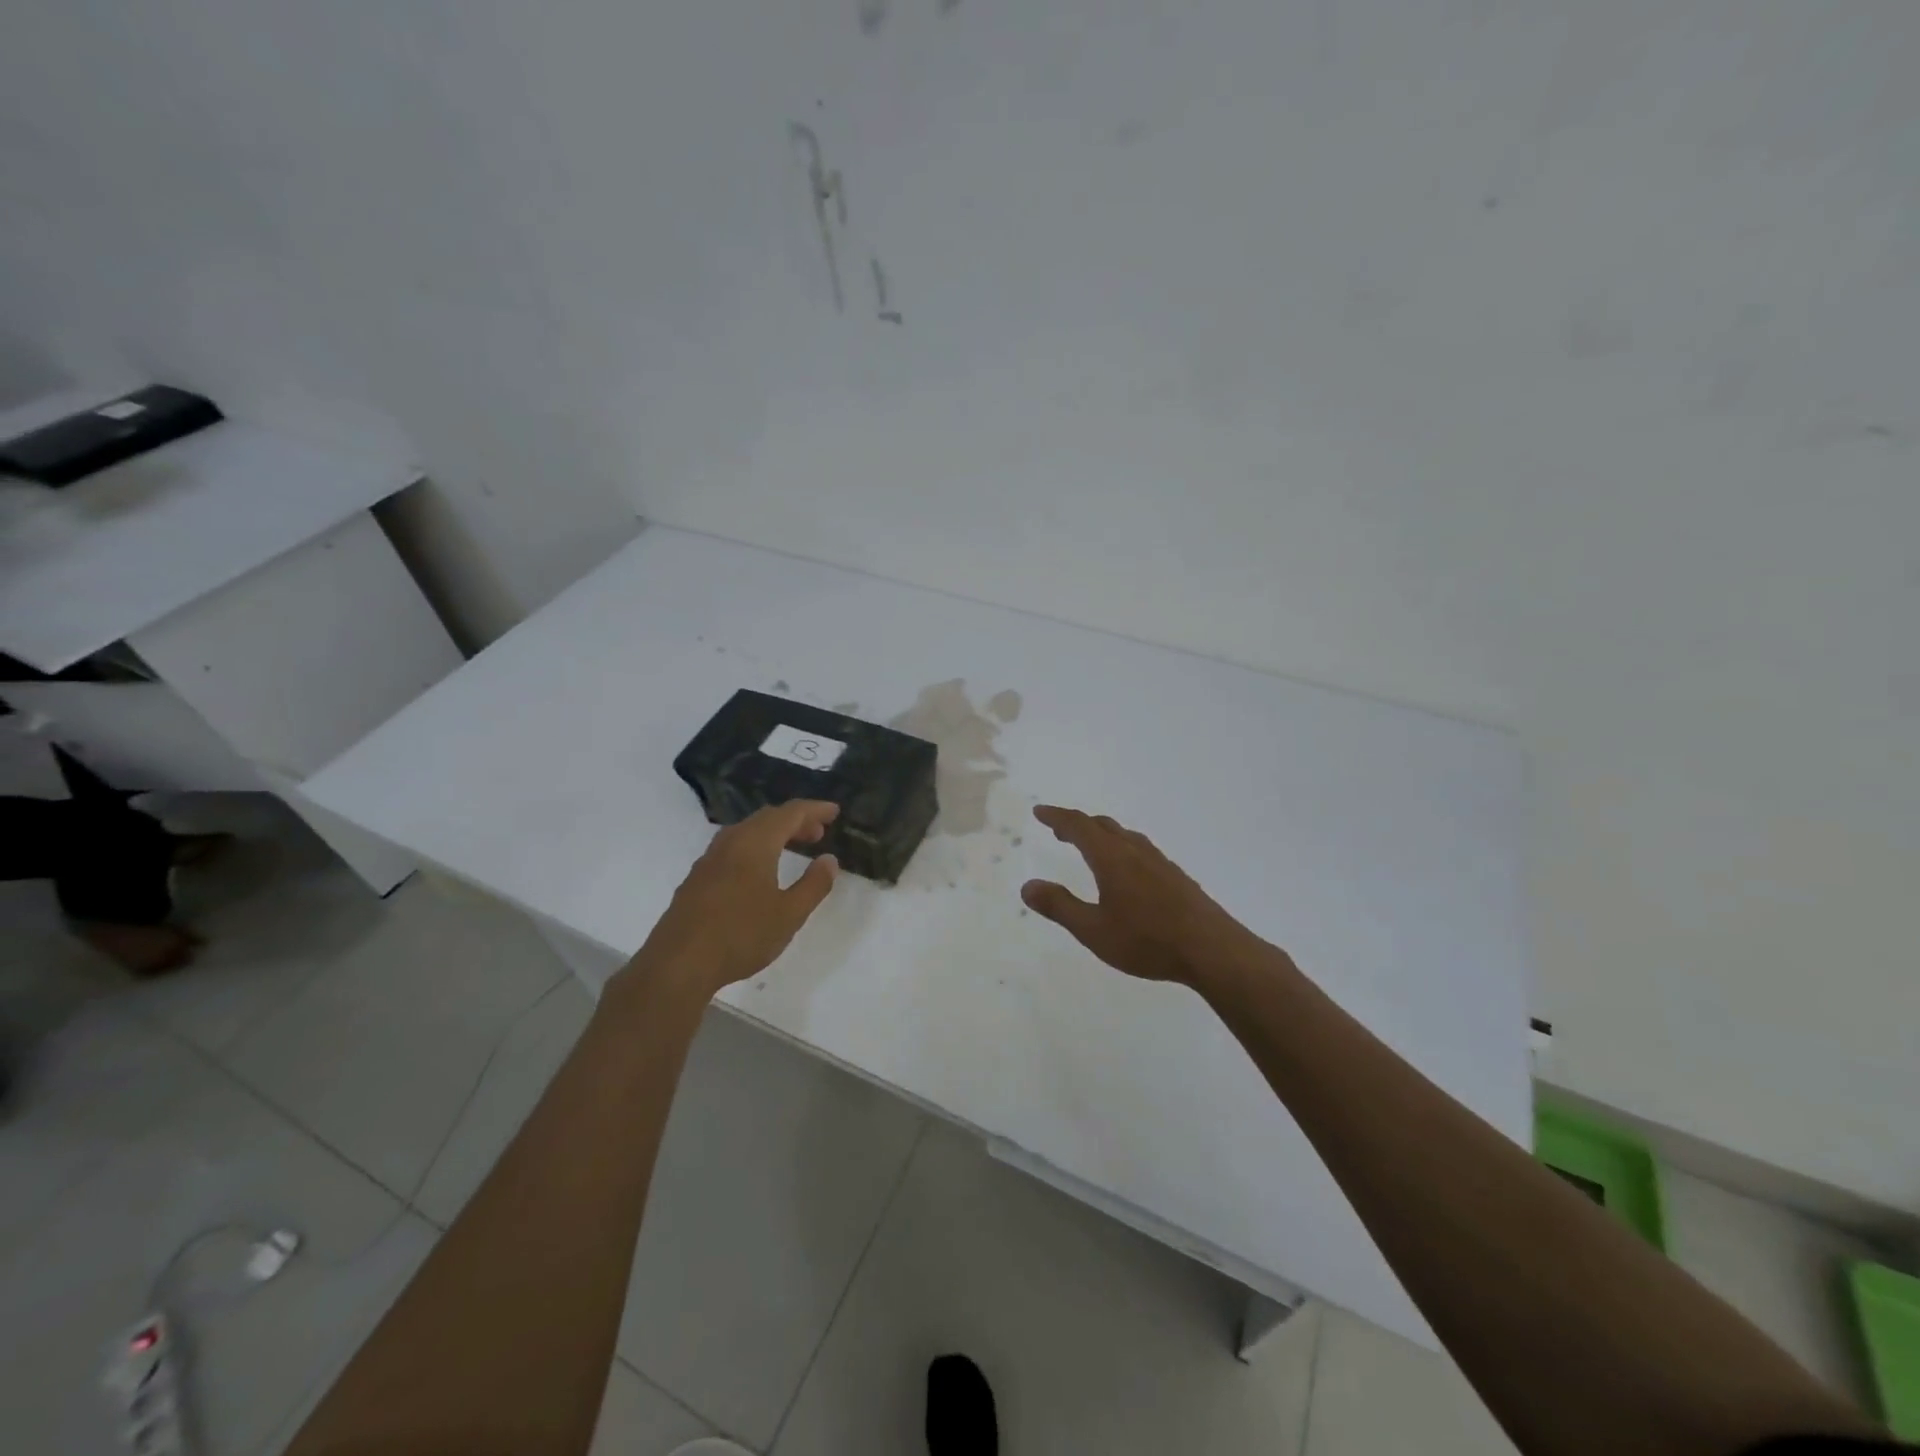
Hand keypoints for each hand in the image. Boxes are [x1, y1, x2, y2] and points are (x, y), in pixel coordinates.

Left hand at [634, 800, 840, 995]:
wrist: (678, 964)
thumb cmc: (741, 935)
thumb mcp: (789, 914)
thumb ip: (813, 885)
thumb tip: (829, 860)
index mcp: (755, 843)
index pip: (790, 813)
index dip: (814, 809)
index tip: (834, 811)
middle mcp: (730, 842)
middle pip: (767, 818)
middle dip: (795, 820)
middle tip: (818, 833)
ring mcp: (709, 859)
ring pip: (746, 832)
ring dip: (773, 833)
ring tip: (792, 848)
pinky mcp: (697, 878)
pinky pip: (732, 848)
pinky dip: (754, 847)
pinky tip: (758, 871)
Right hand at [1020, 805, 1271, 987]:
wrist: (1212, 950)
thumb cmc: (1147, 940)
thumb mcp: (1093, 930)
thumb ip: (1059, 906)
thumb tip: (1027, 886)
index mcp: (1111, 858)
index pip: (1079, 826)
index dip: (1057, 817)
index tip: (1040, 812)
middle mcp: (1135, 852)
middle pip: (1103, 826)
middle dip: (1078, 824)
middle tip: (1059, 830)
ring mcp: (1159, 862)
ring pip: (1125, 836)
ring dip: (1102, 834)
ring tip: (1090, 845)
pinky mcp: (1176, 877)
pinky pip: (1141, 850)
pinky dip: (1122, 848)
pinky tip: (1127, 870)